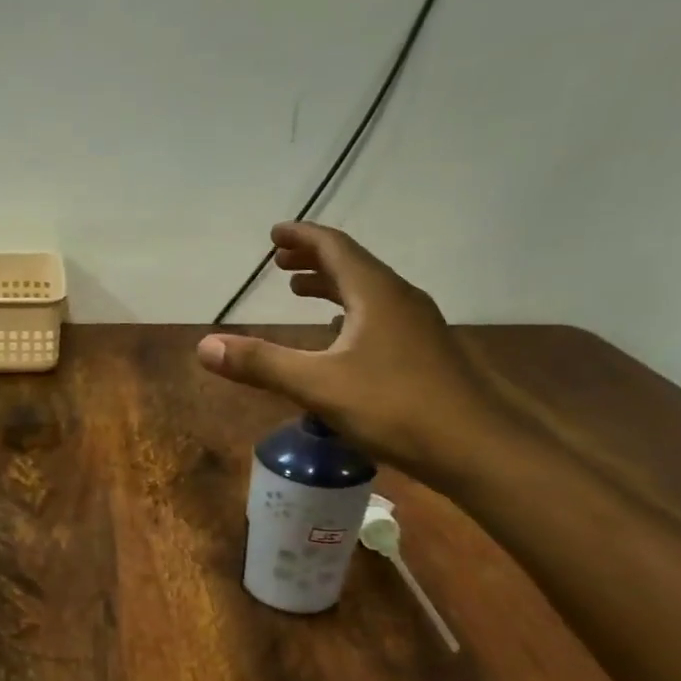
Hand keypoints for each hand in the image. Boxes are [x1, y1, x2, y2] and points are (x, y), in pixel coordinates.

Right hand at [196, 222, 513, 487]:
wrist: (476, 447)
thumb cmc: (395, 407)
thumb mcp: (318, 385)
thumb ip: (261, 363)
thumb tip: (204, 346)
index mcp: (375, 293)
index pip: (334, 247)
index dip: (302, 237)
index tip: (274, 233)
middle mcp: (399, 299)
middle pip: (352, 265)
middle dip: (313, 260)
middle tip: (279, 262)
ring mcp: (417, 326)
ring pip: (367, 292)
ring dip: (331, 286)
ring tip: (300, 292)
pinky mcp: (425, 352)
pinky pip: (379, 316)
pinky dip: (350, 313)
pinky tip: (339, 337)